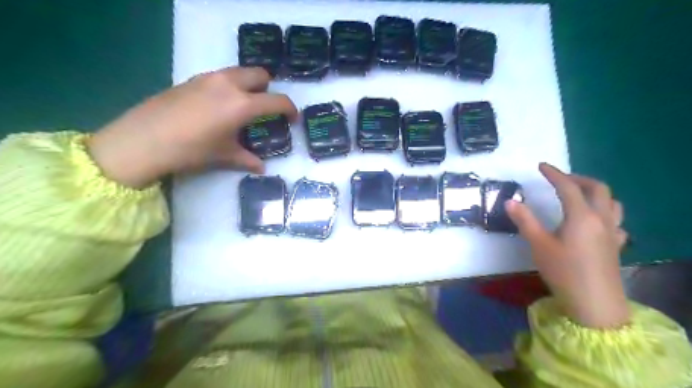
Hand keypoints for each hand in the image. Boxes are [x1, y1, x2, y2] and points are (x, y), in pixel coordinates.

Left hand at [86, 66, 296, 187]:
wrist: (143, 140)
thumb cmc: (191, 150)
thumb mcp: (224, 155)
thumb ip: (247, 159)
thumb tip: (261, 168)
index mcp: (242, 104)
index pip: (276, 101)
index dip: (290, 109)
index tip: (293, 118)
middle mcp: (228, 84)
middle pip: (259, 74)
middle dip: (268, 88)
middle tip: (265, 107)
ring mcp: (208, 78)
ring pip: (239, 72)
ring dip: (248, 85)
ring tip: (242, 106)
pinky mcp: (191, 79)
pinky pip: (220, 77)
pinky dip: (228, 86)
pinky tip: (218, 106)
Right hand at [506, 162, 631, 327]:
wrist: (595, 304)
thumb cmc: (563, 272)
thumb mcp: (538, 245)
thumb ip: (524, 220)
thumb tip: (510, 201)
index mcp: (581, 216)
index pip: (568, 187)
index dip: (554, 174)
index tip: (542, 166)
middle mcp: (601, 219)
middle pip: (597, 188)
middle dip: (578, 178)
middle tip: (559, 179)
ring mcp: (612, 232)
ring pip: (612, 202)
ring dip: (595, 192)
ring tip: (578, 194)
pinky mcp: (616, 245)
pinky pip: (616, 220)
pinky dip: (605, 212)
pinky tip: (595, 221)